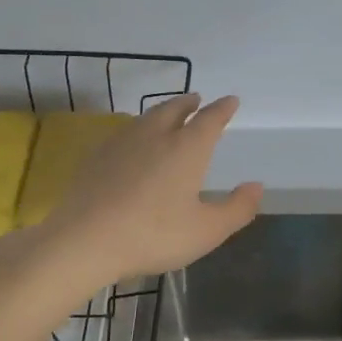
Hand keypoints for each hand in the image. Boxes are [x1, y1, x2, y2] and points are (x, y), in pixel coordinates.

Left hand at [37, 93, 262, 285]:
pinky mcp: (96, 157)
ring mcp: (122, 143)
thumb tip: (256, 186)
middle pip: (174, 109)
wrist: (84, 240)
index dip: (223, 109)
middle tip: (197, 100)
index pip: (210, 119)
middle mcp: (156, 136)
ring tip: (168, 114)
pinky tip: (132, 142)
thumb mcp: (207, 231)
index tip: (231, 101)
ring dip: (163, 111)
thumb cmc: (154, 235)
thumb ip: (237, 208)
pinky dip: (137, 130)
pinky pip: (124, 133)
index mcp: (187, 148)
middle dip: (189, 103)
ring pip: (147, 117)